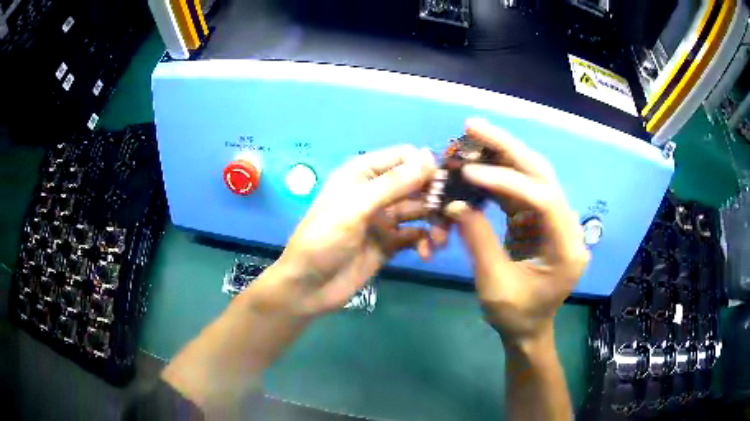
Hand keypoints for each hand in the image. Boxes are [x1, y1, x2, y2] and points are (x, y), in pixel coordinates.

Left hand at [271, 146, 435, 315]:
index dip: (426, 166)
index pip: (404, 157)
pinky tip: (425, 254)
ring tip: (439, 240)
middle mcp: (377, 191)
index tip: (446, 184)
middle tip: (451, 215)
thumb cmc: (325, 240)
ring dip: (435, 222)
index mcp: (363, 173)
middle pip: (417, 184)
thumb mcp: (356, 207)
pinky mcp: (390, 242)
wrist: (309, 286)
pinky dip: (425, 242)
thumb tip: (429, 157)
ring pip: (421, 211)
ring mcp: (385, 218)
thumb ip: (393, 183)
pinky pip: (416, 235)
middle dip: (436, 197)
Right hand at [445, 119, 589, 345]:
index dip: (507, 181)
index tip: (469, 173)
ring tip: (472, 136)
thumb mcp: (494, 286)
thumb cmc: (516, 316)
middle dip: (507, 147)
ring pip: (533, 174)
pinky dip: (499, 173)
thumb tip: (455, 204)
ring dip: (502, 153)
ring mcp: (555, 219)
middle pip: (542, 174)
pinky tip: (478, 162)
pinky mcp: (540, 219)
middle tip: (473, 126)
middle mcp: (568, 225)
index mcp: (566, 248)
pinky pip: (521, 188)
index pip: (543, 199)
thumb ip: (478, 242)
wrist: (529, 329)